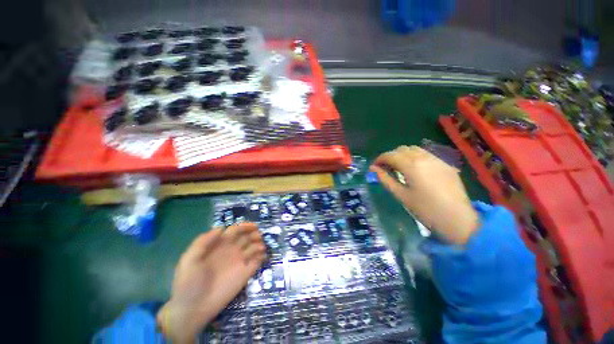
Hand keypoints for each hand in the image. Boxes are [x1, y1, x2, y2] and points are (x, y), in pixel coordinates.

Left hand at [157, 223, 265, 342]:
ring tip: (260, 247)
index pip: (235, 230)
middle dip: (254, 233)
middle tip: (258, 236)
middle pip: (247, 237)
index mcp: (220, 245)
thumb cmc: (189, 283)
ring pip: (254, 247)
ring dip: (259, 244)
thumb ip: (203, 242)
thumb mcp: (190, 260)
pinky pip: (257, 261)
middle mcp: (232, 251)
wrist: (193, 309)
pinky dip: (261, 256)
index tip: (253, 226)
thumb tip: (221, 228)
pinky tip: (261, 256)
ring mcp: (239, 262)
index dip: (244, 226)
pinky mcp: (245, 274)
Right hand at [370, 145, 478, 244]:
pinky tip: (415, 170)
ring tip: (399, 168)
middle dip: (390, 156)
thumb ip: (385, 179)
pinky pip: (426, 155)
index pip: (390, 155)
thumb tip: (373, 169)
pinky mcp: (446, 165)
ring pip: (415, 149)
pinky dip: (415, 158)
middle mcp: (424, 157)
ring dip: (403, 155)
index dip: (379, 159)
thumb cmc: (425, 209)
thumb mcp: (401, 195)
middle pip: (401, 149)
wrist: (458, 220)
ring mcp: (437, 160)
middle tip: (385, 168)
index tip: (374, 167)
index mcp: (411, 165)